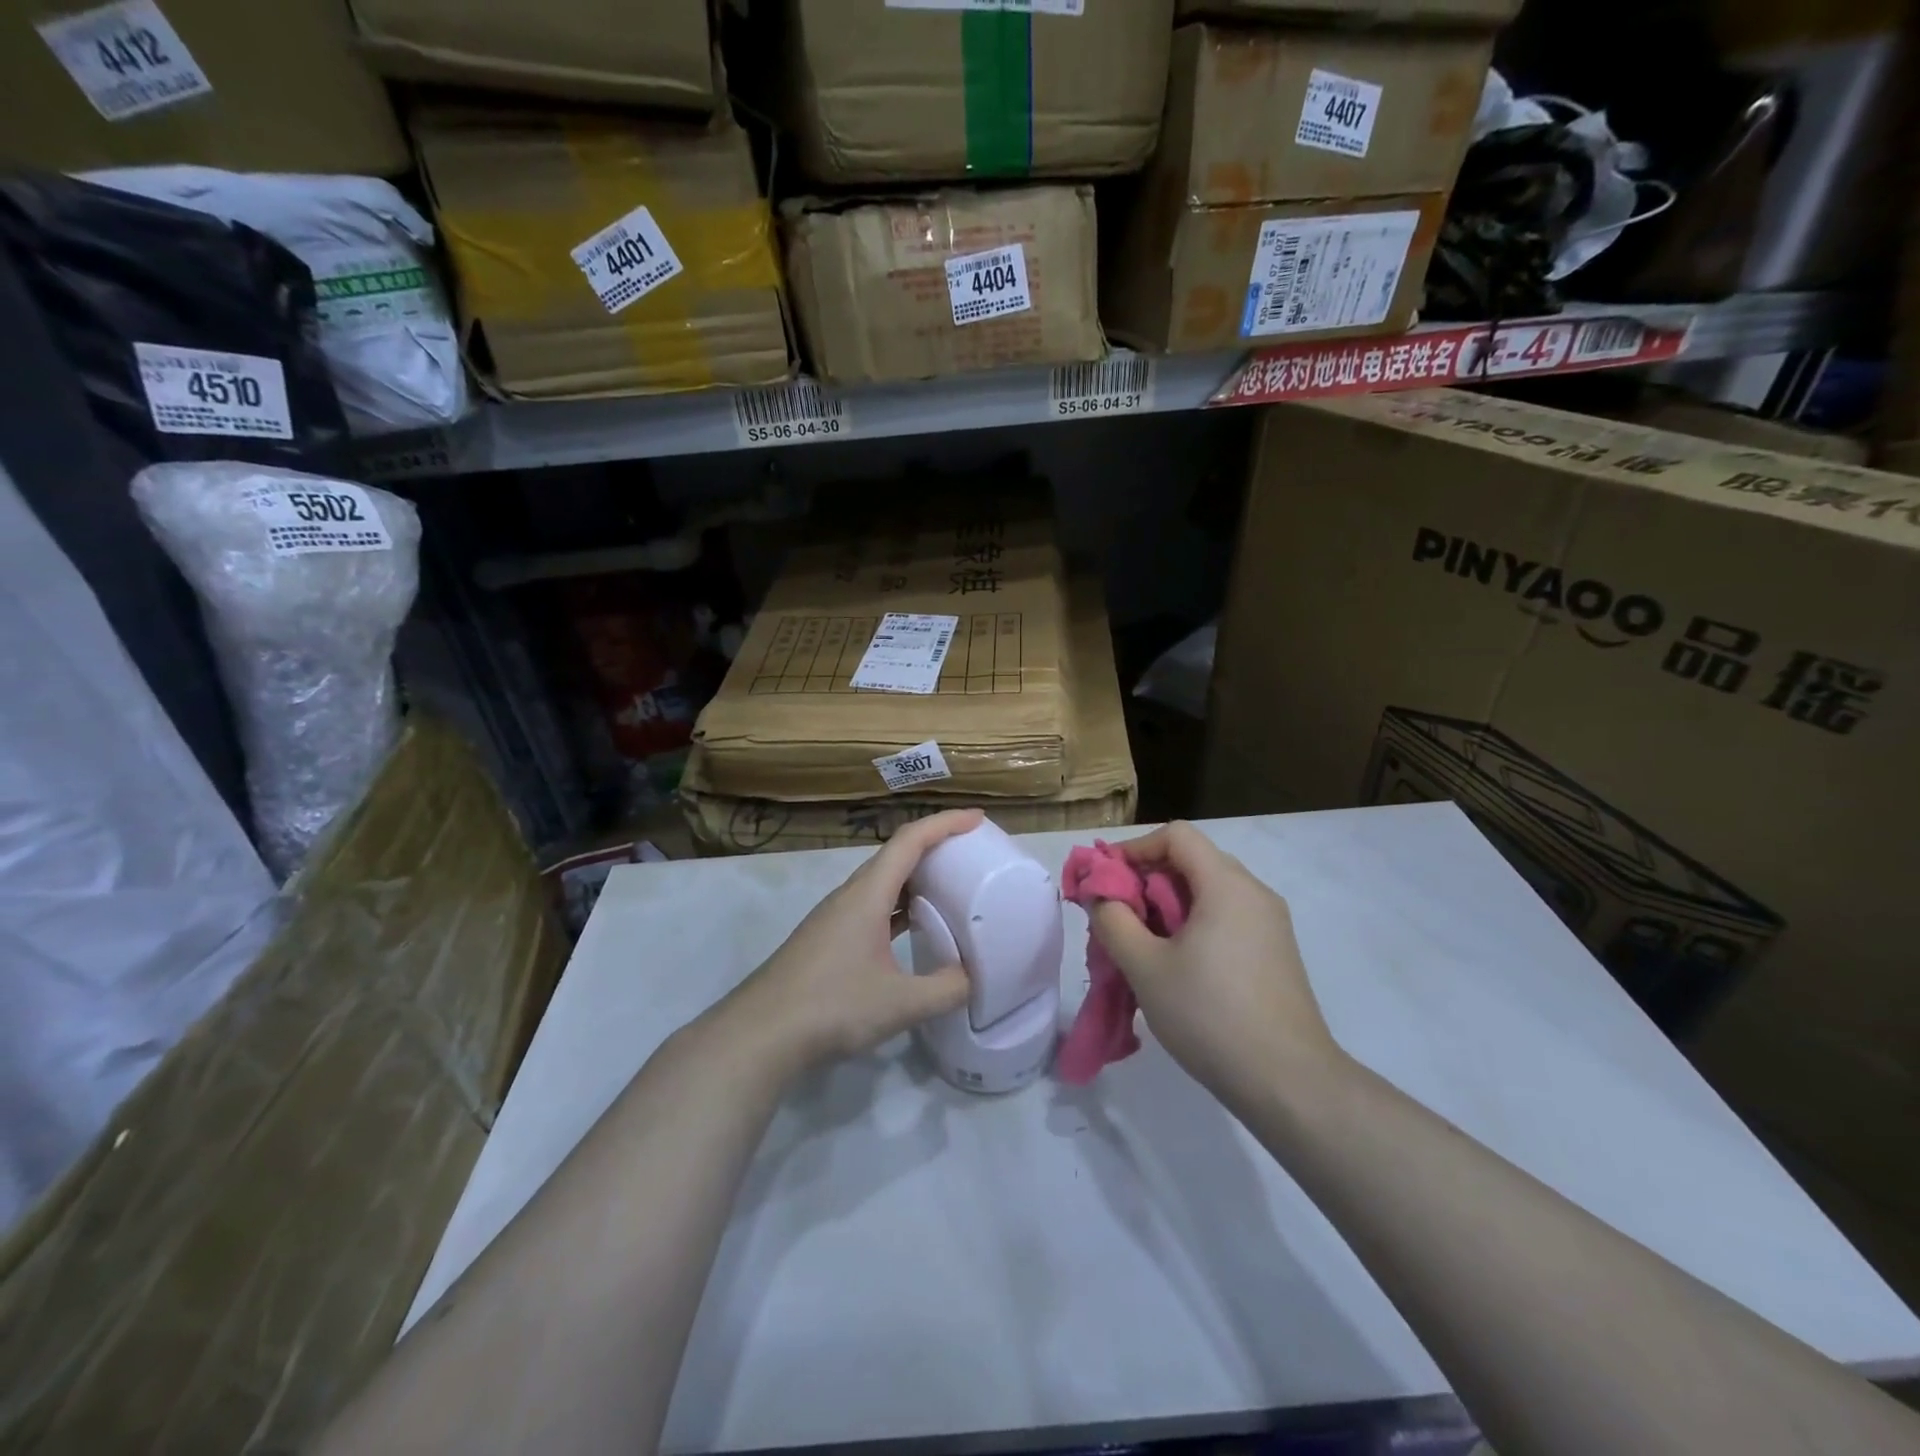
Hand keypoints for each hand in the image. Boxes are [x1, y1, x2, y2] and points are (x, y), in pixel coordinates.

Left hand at [725, 810, 983, 1075]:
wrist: (760, 1035)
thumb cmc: (831, 1007)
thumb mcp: (900, 1003)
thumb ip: (946, 989)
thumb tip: (975, 979)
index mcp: (867, 894)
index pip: (910, 841)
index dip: (945, 823)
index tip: (978, 818)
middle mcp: (850, 896)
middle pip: (896, 855)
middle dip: (935, 845)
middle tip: (971, 852)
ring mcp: (835, 918)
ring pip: (882, 882)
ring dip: (916, 876)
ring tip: (951, 885)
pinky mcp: (828, 940)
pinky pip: (872, 907)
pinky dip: (899, 905)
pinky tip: (913, 927)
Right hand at [1088, 822, 1343, 1109]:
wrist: (1289, 1083)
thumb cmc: (1210, 1015)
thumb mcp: (1145, 967)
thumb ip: (1113, 920)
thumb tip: (1099, 894)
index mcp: (1227, 885)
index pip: (1176, 835)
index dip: (1135, 849)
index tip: (1107, 883)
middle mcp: (1254, 893)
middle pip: (1192, 862)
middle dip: (1147, 881)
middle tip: (1117, 919)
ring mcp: (1270, 924)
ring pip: (1208, 893)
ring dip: (1167, 908)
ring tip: (1141, 946)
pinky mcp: (1275, 953)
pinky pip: (1226, 919)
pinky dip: (1193, 927)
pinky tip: (1176, 968)